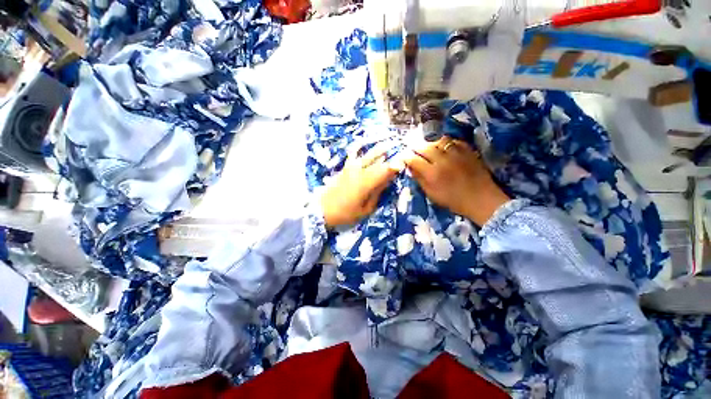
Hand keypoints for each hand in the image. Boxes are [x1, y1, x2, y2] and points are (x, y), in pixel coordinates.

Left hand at [320, 145, 398, 228]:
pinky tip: (362, 142)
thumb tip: (387, 181)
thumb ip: (377, 194)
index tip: (405, 161)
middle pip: (378, 160)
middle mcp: (360, 171)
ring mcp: (351, 168)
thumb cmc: (345, 213)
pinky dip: (358, 147)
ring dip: (378, 149)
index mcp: (366, 183)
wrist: (322, 210)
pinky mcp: (344, 168)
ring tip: (388, 142)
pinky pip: (352, 155)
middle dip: (391, 154)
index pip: (385, 170)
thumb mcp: (365, 209)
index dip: (396, 165)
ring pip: (367, 155)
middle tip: (401, 148)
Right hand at [404, 138, 509, 225]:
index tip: (403, 157)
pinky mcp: (468, 151)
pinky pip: (454, 141)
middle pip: (425, 147)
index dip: (406, 157)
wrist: (481, 199)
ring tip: (429, 147)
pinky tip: (445, 147)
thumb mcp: (432, 194)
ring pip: (439, 140)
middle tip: (413, 149)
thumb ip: (420, 180)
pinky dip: (447, 142)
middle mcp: (442, 160)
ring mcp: (456, 154)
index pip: (414, 160)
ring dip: (431, 143)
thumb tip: (411, 169)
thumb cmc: (453, 200)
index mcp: (432, 173)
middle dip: (416, 147)